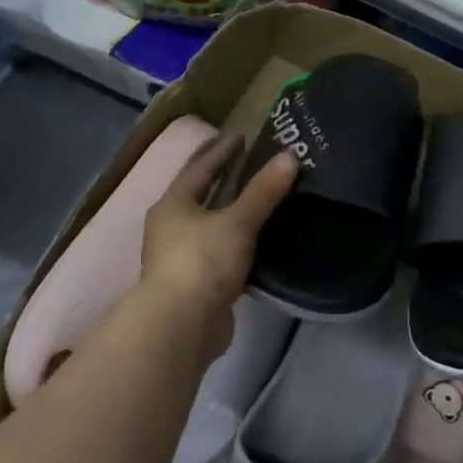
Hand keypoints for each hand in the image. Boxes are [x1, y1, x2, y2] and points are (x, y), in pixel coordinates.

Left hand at [138, 134, 297, 365]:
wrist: (181, 326)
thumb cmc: (203, 262)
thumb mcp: (238, 222)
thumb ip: (264, 191)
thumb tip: (290, 157)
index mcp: (173, 205)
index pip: (200, 169)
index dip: (221, 152)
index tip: (241, 137)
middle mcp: (171, 228)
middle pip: (202, 197)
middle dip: (225, 181)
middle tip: (253, 165)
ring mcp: (181, 259)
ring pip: (212, 227)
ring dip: (233, 215)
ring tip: (262, 202)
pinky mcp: (197, 285)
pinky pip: (221, 255)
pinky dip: (238, 245)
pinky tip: (260, 243)